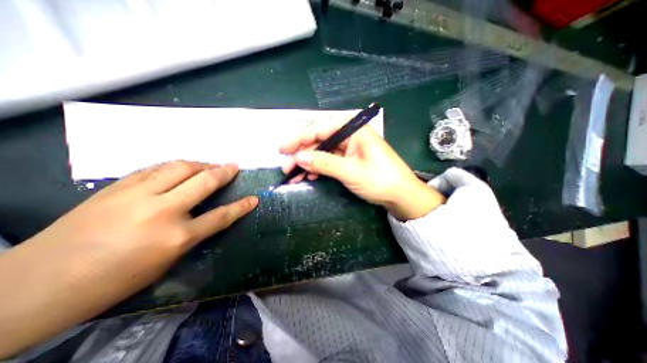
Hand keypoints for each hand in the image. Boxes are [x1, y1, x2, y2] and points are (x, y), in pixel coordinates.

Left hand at [34, 161, 258, 285]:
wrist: (37, 284)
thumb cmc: (116, 279)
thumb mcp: (166, 261)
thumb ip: (191, 234)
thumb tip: (206, 215)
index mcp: (177, 237)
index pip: (221, 216)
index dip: (241, 206)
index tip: (253, 199)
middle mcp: (162, 211)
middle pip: (204, 182)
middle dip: (223, 172)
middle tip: (233, 166)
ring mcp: (138, 195)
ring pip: (180, 168)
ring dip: (200, 164)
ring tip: (209, 165)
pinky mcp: (117, 187)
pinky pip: (155, 169)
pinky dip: (174, 166)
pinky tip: (180, 168)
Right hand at [279, 121, 444, 219]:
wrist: (401, 195)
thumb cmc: (380, 180)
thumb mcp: (350, 171)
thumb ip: (324, 162)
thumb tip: (299, 157)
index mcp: (354, 129)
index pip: (320, 128)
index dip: (299, 138)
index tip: (282, 149)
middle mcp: (350, 135)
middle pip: (319, 140)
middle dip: (302, 153)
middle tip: (286, 167)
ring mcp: (350, 147)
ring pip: (322, 151)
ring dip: (308, 163)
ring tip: (295, 175)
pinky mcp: (350, 159)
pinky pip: (329, 160)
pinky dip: (318, 168)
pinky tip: (310, 175)